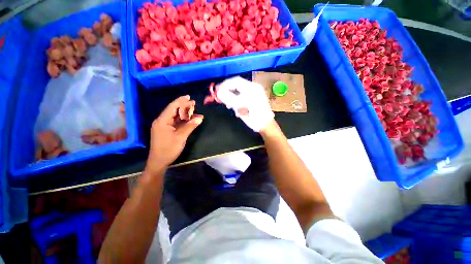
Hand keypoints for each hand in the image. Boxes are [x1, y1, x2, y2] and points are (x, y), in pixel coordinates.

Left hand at [147, 95, 203, 171]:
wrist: (159, 162)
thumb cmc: (168, 149)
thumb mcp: (181, 137)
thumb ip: (190, 126)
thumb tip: (200, 117)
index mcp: (162, 121)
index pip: (172, 107)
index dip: (181, 101)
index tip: (189, 98)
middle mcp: (161, 121)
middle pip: (173, 110)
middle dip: (183, 106)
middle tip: (193, 103)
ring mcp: (163, 126)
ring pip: (175, 116)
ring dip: (184, 113)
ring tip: (193, 110)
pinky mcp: (166, 130)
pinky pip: (175, 122)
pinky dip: (183, 120)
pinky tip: (190, 119)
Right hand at [216, 76, 273, 131]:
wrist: (266, 125)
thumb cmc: (254, 117)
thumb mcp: (240, 107)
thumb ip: (229, 98)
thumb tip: (219, 92)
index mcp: (252, 88)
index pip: (235, 81)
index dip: (225, 85)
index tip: (217, 91)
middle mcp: (254, 87)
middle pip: (237, 85)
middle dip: (228, 91)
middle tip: (221, 98)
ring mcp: (255, 92)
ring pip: (239, 91)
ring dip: (232, 97)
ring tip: (228, 105)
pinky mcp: (254, 98)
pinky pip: (243, 95)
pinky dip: (237, 100)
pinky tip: (235, 107)